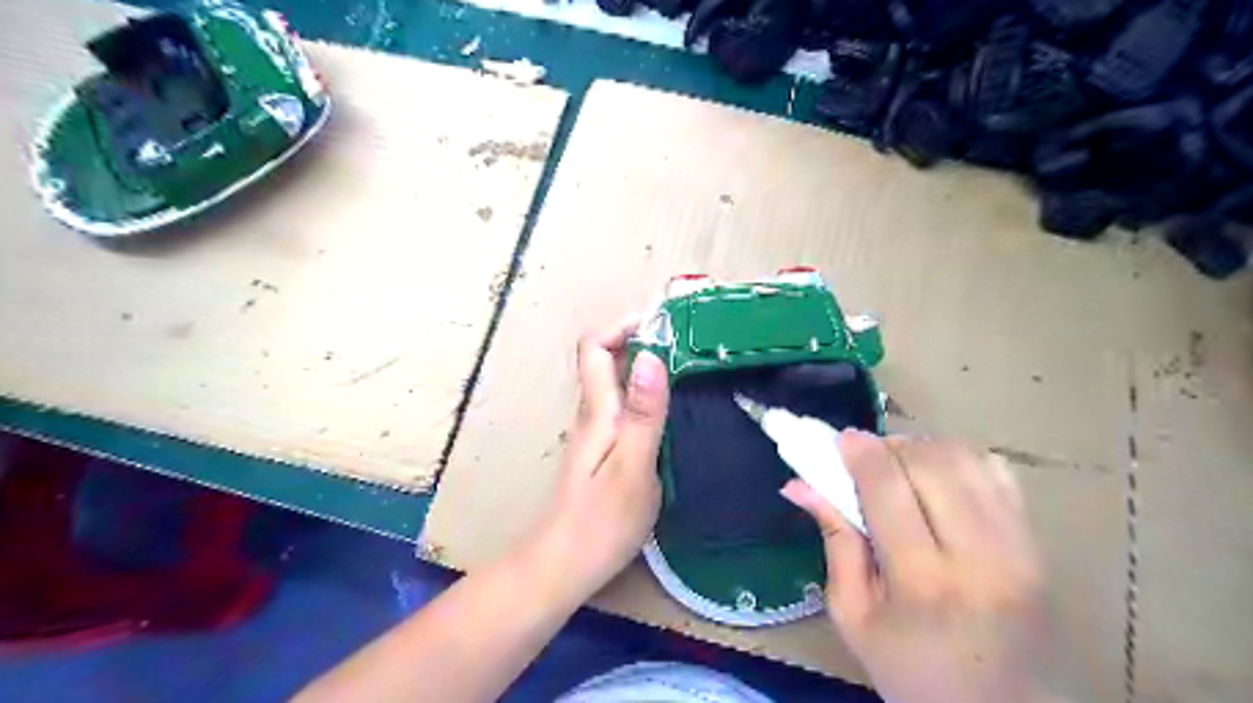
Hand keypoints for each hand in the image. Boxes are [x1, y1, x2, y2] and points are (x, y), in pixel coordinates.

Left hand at [526, 322, 669, 601]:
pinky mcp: (604, 451)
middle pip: (607, 360)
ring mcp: (597, 433)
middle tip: (688, 343)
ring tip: (689, 368)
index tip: (665, 325)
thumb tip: (651, 356)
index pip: (595, 347)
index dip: (623, 326)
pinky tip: (673, 409)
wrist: (563, 566)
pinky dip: (647, 394)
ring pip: (617, 383)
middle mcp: (593, 414)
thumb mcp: (633, 468)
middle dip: (642, 340)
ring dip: (646, 366)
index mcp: (597, 411)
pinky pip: (624, 407)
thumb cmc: (600, 522)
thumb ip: (644, 414)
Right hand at [779, 431, 1065, 700]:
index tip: (840, 439)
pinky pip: (998, 474)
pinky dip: (960, 460)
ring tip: (899, 466)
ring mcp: (1017, 548)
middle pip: (929, 464)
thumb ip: (833, 541)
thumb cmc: (913, 672)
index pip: (888, 488)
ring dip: (923, 450)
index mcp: (923, 582)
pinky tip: (939, 478)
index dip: (861, 453)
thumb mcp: (854, 616)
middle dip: (889, 447)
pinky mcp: (1037, 545)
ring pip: (966, 459)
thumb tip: (798, 483)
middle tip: (864, 458)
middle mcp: (978, 556)